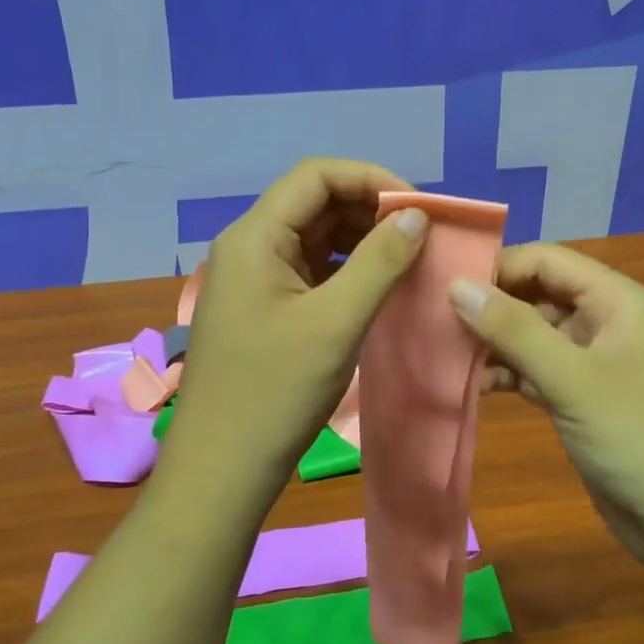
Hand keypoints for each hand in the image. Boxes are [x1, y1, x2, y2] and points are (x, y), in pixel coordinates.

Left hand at [166, 158, 429, 487]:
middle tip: (420, 235)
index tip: (417, 208)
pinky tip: (377, 286)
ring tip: (406, 259)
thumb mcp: (335, 322)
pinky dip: (345, 269)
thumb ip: (379, 262)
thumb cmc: (276, 391)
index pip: (316, 176)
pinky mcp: (263, 307)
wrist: (222, 466)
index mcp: (255, 237)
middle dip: (369, 210)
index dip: (370, 179)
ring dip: (360, 240)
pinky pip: (309, 270)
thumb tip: (416, 216)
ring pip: (313, 237)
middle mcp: (249, 247)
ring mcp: (253, 279)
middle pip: (314, 202)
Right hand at [449, 243, 643, 573]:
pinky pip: (540, 370)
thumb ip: (513, 329)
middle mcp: (608, 321)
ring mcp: (598, 362)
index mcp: (618, 300)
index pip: (548, 260)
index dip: (498, 267)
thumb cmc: (638, 437)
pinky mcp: (586, 398)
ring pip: (536, 335)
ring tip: (447, 353)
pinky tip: (476, 384)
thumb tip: (457, 285)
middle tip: (435, 320)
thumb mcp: (572, 378)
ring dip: (497, 343)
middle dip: (492, 306)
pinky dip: (511, 373)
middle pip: (540, 295)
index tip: (445, 285)